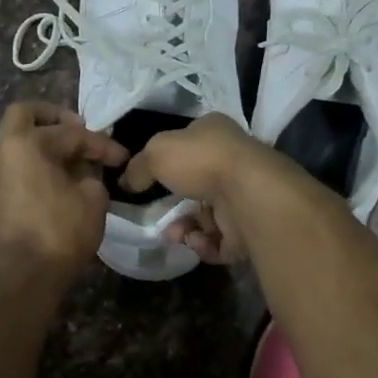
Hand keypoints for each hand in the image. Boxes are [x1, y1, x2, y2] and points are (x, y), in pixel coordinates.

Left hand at [0, 102, 127, 285]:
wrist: (20, 281)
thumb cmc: (60, 234)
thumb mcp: (93, 200)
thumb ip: (91, 175)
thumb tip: (84, 173)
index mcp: (25, 144)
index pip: (70, 133)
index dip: (100, 144)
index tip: (120, 157)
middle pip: (22, 115)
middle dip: (51, 117)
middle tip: (75, 129)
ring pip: (10, 147)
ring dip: (35, 148)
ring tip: (62, 165)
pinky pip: (4, 176)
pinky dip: (24, 174)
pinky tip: (41, 192)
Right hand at [119, 113, 290, 266]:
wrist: (248, 195)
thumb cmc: (202, 161)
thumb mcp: (156, 153)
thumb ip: (138, 166)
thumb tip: (126, 181)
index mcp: (215, 133)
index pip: (187, 144)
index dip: (165, 161)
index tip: (145, 181)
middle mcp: (233, 162)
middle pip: (194, 186)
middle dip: (172, 205)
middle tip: (157, 216)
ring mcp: (243, 196)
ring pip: (205, 217)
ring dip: (185, 228)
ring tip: (177, 233)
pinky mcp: (250, 229)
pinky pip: (219, 241)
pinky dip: (204, 244)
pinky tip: (197, 240)